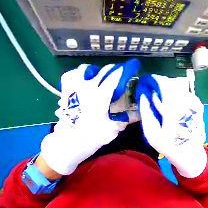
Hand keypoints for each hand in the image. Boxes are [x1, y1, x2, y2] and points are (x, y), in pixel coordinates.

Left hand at [40, 59, 139, 175]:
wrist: (70, 141)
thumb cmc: (93, 135)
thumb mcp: (115, 128)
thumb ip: (128, 118)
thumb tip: (140, 113)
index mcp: (101, 96)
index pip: (116, 76)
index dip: (127, 69)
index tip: (134, 66)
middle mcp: (88, 87)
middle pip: (105, 70)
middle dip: (117, 70)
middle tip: (123, 75)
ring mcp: (75, 88)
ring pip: (87, 69)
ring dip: (99, 71)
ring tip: (104, 78)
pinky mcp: (67, 91)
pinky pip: (71, 75)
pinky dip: (80, 74)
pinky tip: (85, 79)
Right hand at [136, 75, 206, 177]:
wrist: (189, 153)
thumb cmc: (168, 145)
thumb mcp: (151, 133)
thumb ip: (146, 113)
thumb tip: (143, 96)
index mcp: (173, 110)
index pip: (164, 84)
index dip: (154, 80)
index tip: (147, 82)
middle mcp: (186, 103)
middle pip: (172, 83)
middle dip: (160, 84)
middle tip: (152, 93)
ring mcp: (194, 103)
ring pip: (178, 86)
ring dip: (167, 89)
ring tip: (161, 100)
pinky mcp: (197, 105)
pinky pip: (184, 92)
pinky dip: (175, 94)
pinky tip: (171, 104)